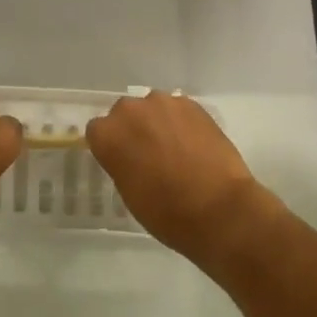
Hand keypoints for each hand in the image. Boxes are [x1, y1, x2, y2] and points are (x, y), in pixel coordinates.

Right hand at [87, 92, 263, 258]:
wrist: (219, 209)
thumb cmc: (166, 212)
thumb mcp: (129, 193)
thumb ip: (121, 163)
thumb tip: (129, 156)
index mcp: (108, 134)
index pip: (98, 131)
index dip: (110, 146)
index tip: (122, 161)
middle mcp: (131, 110)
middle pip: (124, 113)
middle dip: (133, 129)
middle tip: (149, 155)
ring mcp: (163, 103)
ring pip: (153, 108)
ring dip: (158, 123)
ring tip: (175, 149)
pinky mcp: (192, 104)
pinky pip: (178, 110)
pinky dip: (181, 123)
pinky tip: (194, 145)